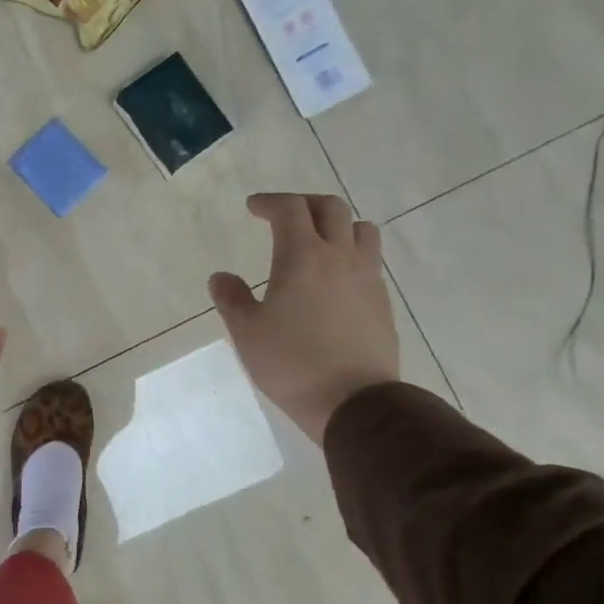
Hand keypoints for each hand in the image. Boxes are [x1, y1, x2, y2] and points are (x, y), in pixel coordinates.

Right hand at [209, 193, 398, 442]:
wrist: (354, 401)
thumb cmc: (291, 363)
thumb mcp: (246, 332)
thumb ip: (231, 298)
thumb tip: (221, 277)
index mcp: (302, 257)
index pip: (290, 209)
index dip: (270, 202)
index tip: (253, 207)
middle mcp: (339, 257)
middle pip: (330, 208)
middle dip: (304, 204)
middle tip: (283, 215)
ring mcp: (367, 277)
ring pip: (361, 229)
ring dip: (337, 225)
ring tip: (318, 240)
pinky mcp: (382, 301)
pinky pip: (370, 260)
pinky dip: (351, 253)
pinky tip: (334, 278)